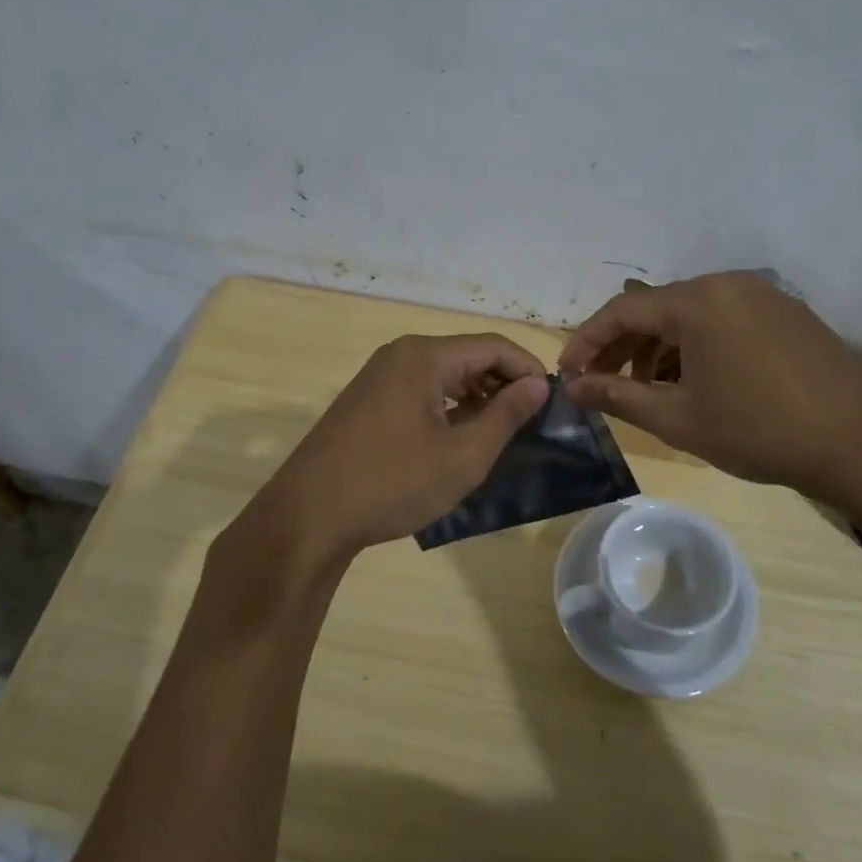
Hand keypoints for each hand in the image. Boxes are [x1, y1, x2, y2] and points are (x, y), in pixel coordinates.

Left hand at [245, 334, 549, 563]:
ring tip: (500, 431)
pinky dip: (448, 406)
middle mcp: (400, 354)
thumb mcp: (463, 455)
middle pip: (467, 355)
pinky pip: (420, 389)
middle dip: (503, 383)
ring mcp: (379, 376)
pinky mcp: (367, 400)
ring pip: (444, 374)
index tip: (551, 402)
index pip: (493, 346)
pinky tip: (459, 437)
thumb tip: (538, 384)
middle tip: (530, 420)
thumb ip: (506, 415)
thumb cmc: (393, 483)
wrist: (310, 516)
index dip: (528, 369)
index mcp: (424, 356)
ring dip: (477, 396)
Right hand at [559, 272, 861, 501]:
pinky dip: (696, 346)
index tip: (568, 374)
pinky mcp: (787, 314)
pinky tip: (693, 381)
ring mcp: (763, 296)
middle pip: (657, 308)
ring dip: (660, 348)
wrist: (859, 443)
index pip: (623, 310)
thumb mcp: (677, 418)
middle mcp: (728, 284)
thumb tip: (573, 388)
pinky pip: (724, 321)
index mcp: (698, 301)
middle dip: (622, 346)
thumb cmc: (757, 430)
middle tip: (600, 384)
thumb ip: (617, 397)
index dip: (588, 342)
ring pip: (692, 315)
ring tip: (646, 389)